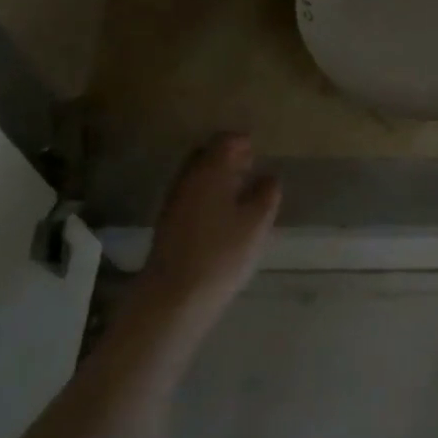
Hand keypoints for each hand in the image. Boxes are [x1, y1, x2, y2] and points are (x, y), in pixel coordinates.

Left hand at [134, 133, 280, 326]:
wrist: (173, 297)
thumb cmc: (221, 254)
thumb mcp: (256, 223)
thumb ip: (266, 194)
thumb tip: (269, 176)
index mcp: (210, 171)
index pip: (225, 140)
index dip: (243, 142)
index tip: (258, 151)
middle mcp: (188, 178)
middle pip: (207, 155)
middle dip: (228, 157)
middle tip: (250, 168)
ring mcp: (174, 201)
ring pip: (197, 176)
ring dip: (217, 178)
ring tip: (240, 193)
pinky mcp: (168, 223)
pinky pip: (191, 196)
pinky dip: (208, 196)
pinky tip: (222, 216)